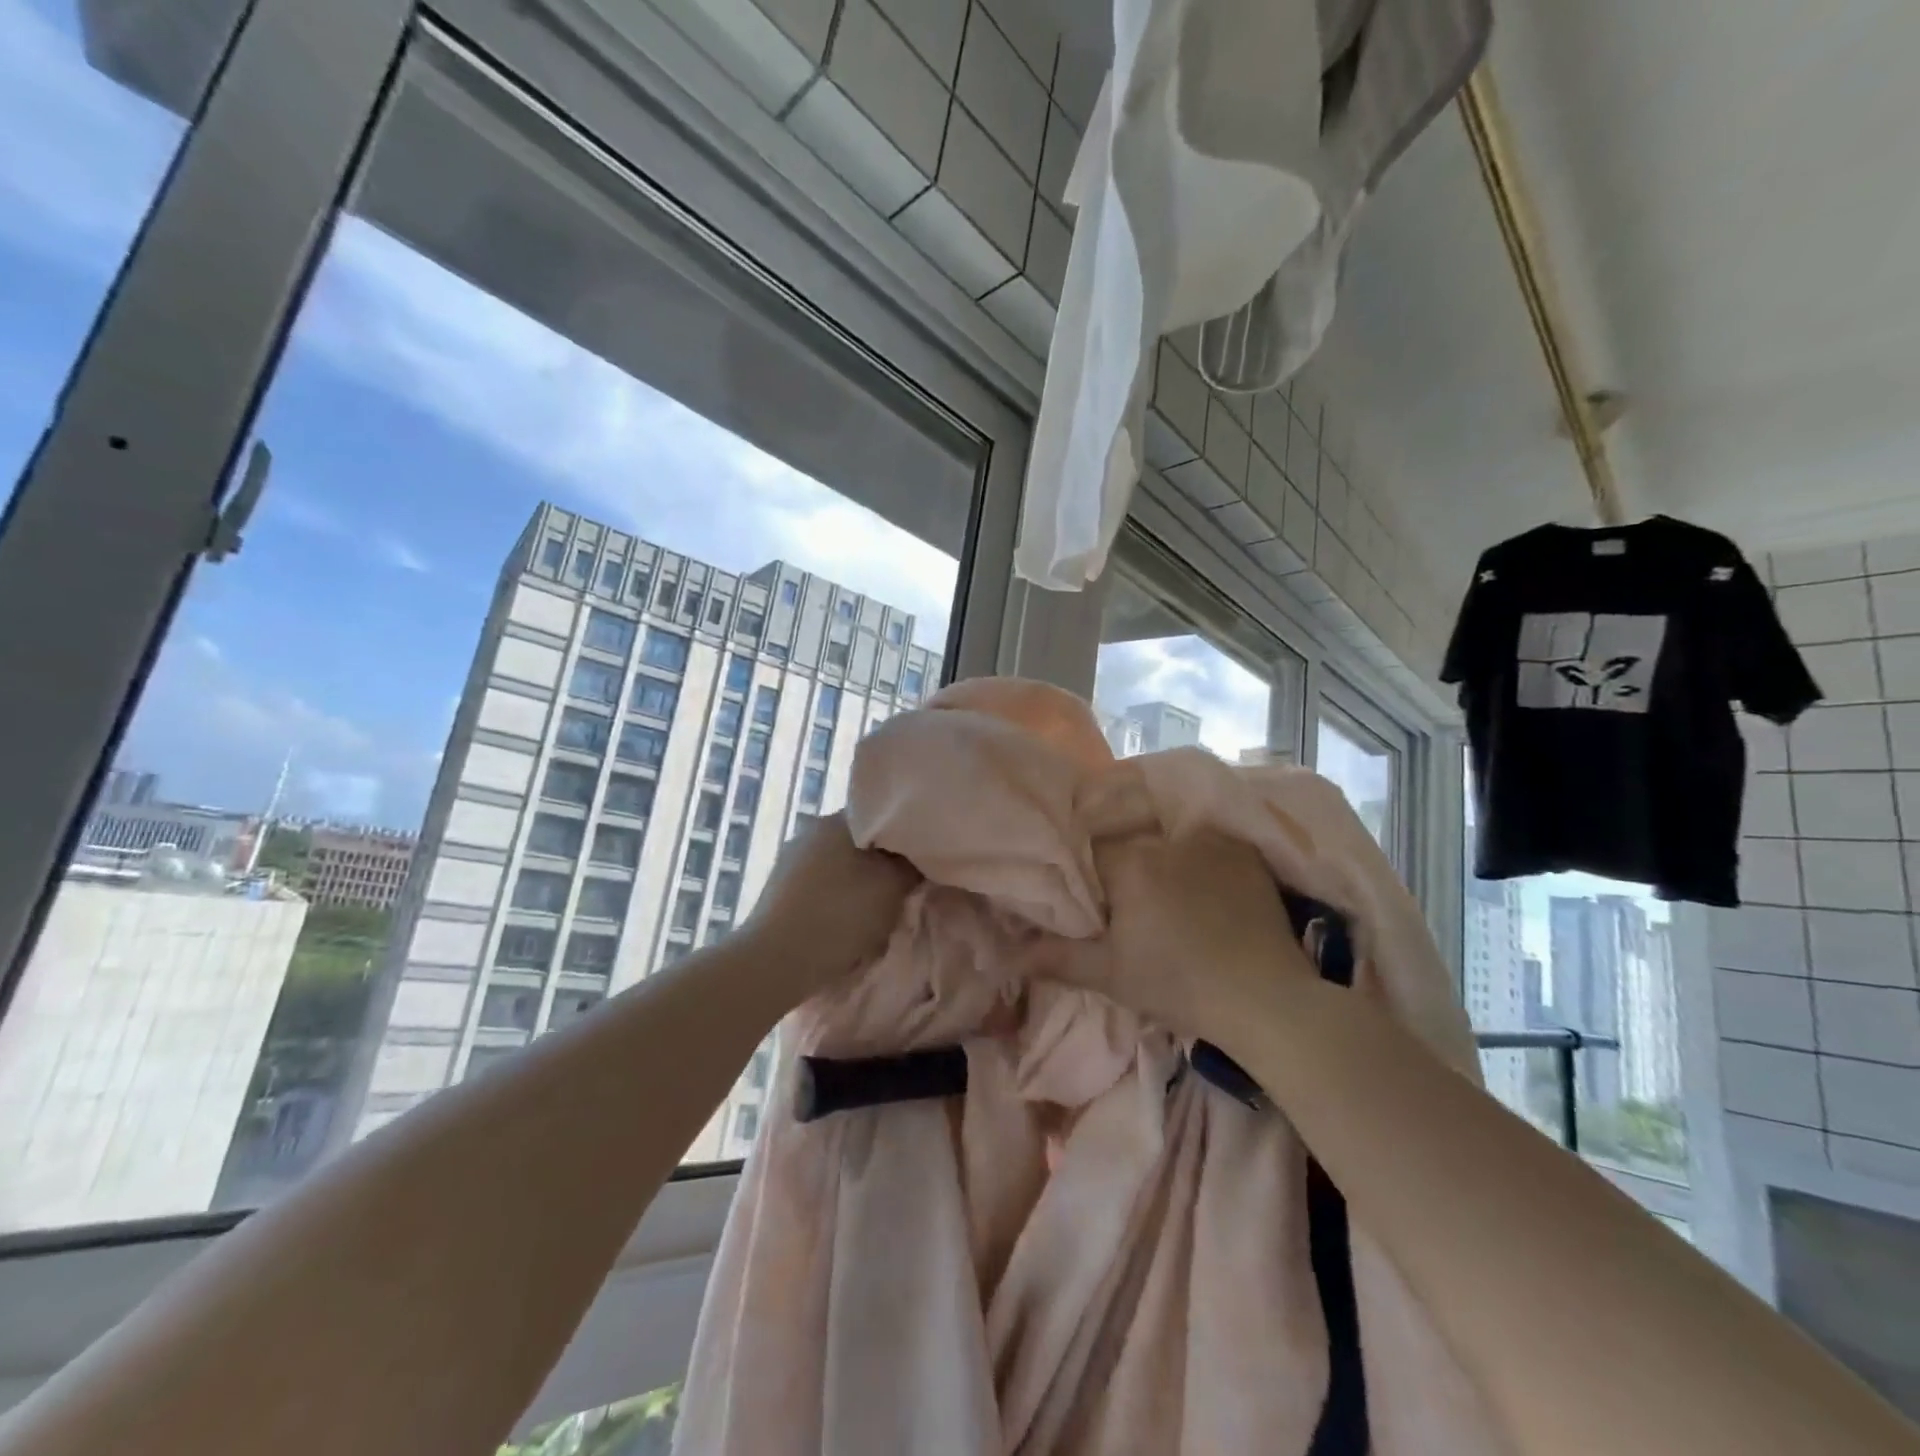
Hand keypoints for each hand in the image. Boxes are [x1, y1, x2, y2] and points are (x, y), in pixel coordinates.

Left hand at [738, 812, 919, 997]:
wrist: (776, 962)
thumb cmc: (840, 915)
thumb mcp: (893, 887)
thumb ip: (912, 865)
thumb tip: (917, 857)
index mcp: (836, 821)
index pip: (881, 816)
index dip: (905, 838)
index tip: (920, 861)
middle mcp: (809, 831)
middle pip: (860, 842)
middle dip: (881, 863)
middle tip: (902, 888)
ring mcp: (789, 861)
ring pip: (839, 866)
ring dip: (858, 884)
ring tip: (875, 910)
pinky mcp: (779, 891)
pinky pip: (820, 887)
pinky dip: (836, 900)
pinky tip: (844, 923)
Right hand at [1029, 829, 1316, 1048]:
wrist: (1266, 999)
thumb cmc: (1179, 985)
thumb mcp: (1110, 975)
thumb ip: (1056, 958)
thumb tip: (1008, 954)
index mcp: (1129, 863)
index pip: (1090, 852)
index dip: (1086, 875)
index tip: (1092, 901)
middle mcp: (1166, 839)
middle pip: (1127, 840)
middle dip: (1120, 863)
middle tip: (1126, 900)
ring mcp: (1210, 841)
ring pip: (1165, 837)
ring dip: (1158, 857)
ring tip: (1164, 893)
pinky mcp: (1244, 851)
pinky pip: (1204, 843)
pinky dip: (1195, 857)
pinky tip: (1200, 887)